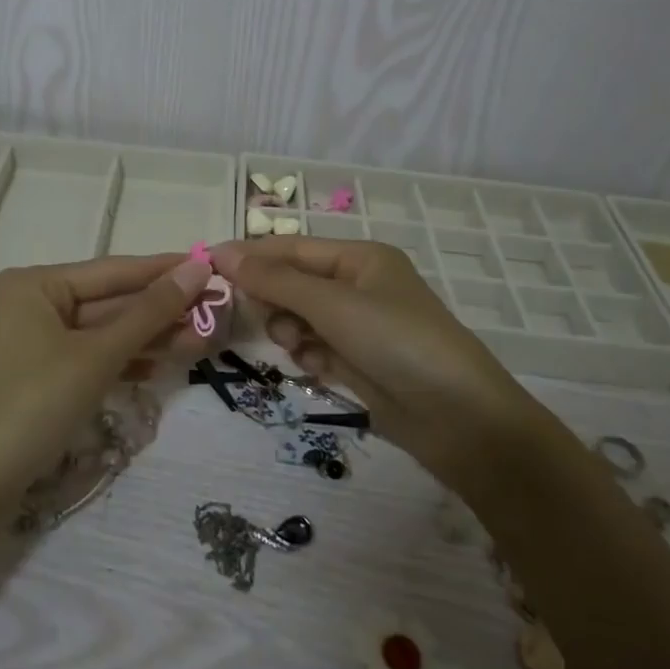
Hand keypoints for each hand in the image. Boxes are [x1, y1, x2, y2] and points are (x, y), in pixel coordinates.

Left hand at [0, 253, 212, 506]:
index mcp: (37, 284)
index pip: (114, 270)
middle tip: (216, 310)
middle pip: (112, 301)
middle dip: (162, 311)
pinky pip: (95, 356)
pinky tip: (165, 365)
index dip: (164, 270)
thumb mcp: (97, 355)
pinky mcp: (45, 374)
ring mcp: (39, 340)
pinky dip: (127, 361)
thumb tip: (197, 270)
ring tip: (203, 339)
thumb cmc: (34, 405)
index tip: (211, 265)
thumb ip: (150, 312)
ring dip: (151, 338)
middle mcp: (35, 303)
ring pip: (107, 332)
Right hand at [210, 237, 530, 488]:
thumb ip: (275, 281)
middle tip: (256, 318)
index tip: (208, 265)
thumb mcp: (333, 305)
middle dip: (274, 300)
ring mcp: (360, 327)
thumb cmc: (397, 343)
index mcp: (360, 258)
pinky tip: (317, 369)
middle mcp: (359, 286)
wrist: (461, 420)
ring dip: (290, 331)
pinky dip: (310, 356)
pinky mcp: (359, 363)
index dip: (251, 255)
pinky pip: (316, 348)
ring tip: (298, 348)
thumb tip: (223, 253)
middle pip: (294, 283)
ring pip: (301, 318)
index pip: (292, 247)